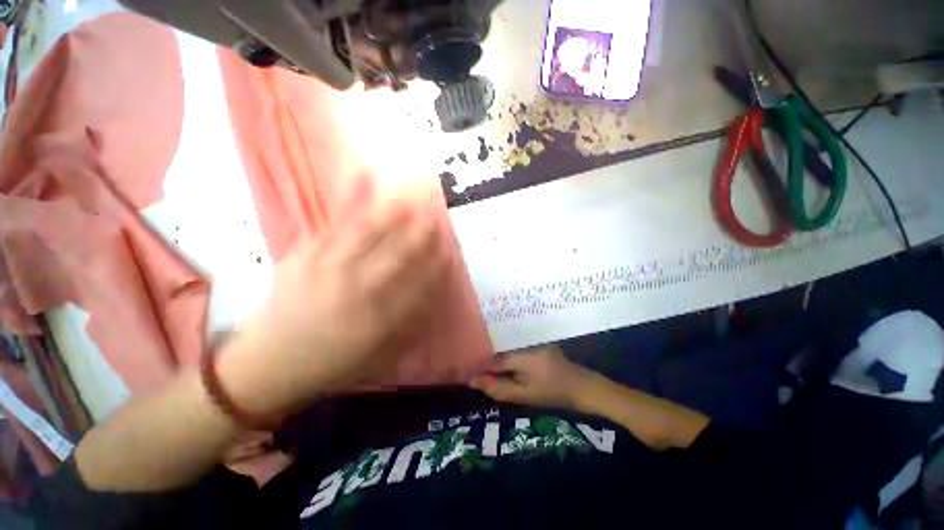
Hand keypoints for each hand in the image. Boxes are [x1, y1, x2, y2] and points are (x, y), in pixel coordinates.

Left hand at [219, 179, 448, 420]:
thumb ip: (407, 325)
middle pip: (398, 254)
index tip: (448, 249)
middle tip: (435, 217)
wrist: (267, 364)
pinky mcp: (305, 255)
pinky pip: (334, 224)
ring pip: (369, 233)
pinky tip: (362, 179)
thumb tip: (430, 297)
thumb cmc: (331, 363)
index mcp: (379, 319)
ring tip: (409, 196)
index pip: (419, 283)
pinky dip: (351, 202)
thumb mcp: (377, 355)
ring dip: (394, 213)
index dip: (436, 264)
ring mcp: (329, 268)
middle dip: (421, 234)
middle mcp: (357, 290)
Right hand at [470, 346, 595, 409]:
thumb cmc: (554, 394)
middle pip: (500, 351)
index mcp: (524, 355)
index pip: (495, 359)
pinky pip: (516, 347)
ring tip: (489, 371)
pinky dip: (508, 356)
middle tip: (478, 374)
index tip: (470, 376)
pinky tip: (506, 365)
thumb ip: (499, 389)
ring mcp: (532, 340)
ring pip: (507, 348)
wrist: (582, 386)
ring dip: (498, 359)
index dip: (482, 367)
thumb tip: (474, 381)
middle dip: (488, 362)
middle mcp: (526, 342)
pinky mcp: (537, 341)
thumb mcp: (525, 395)